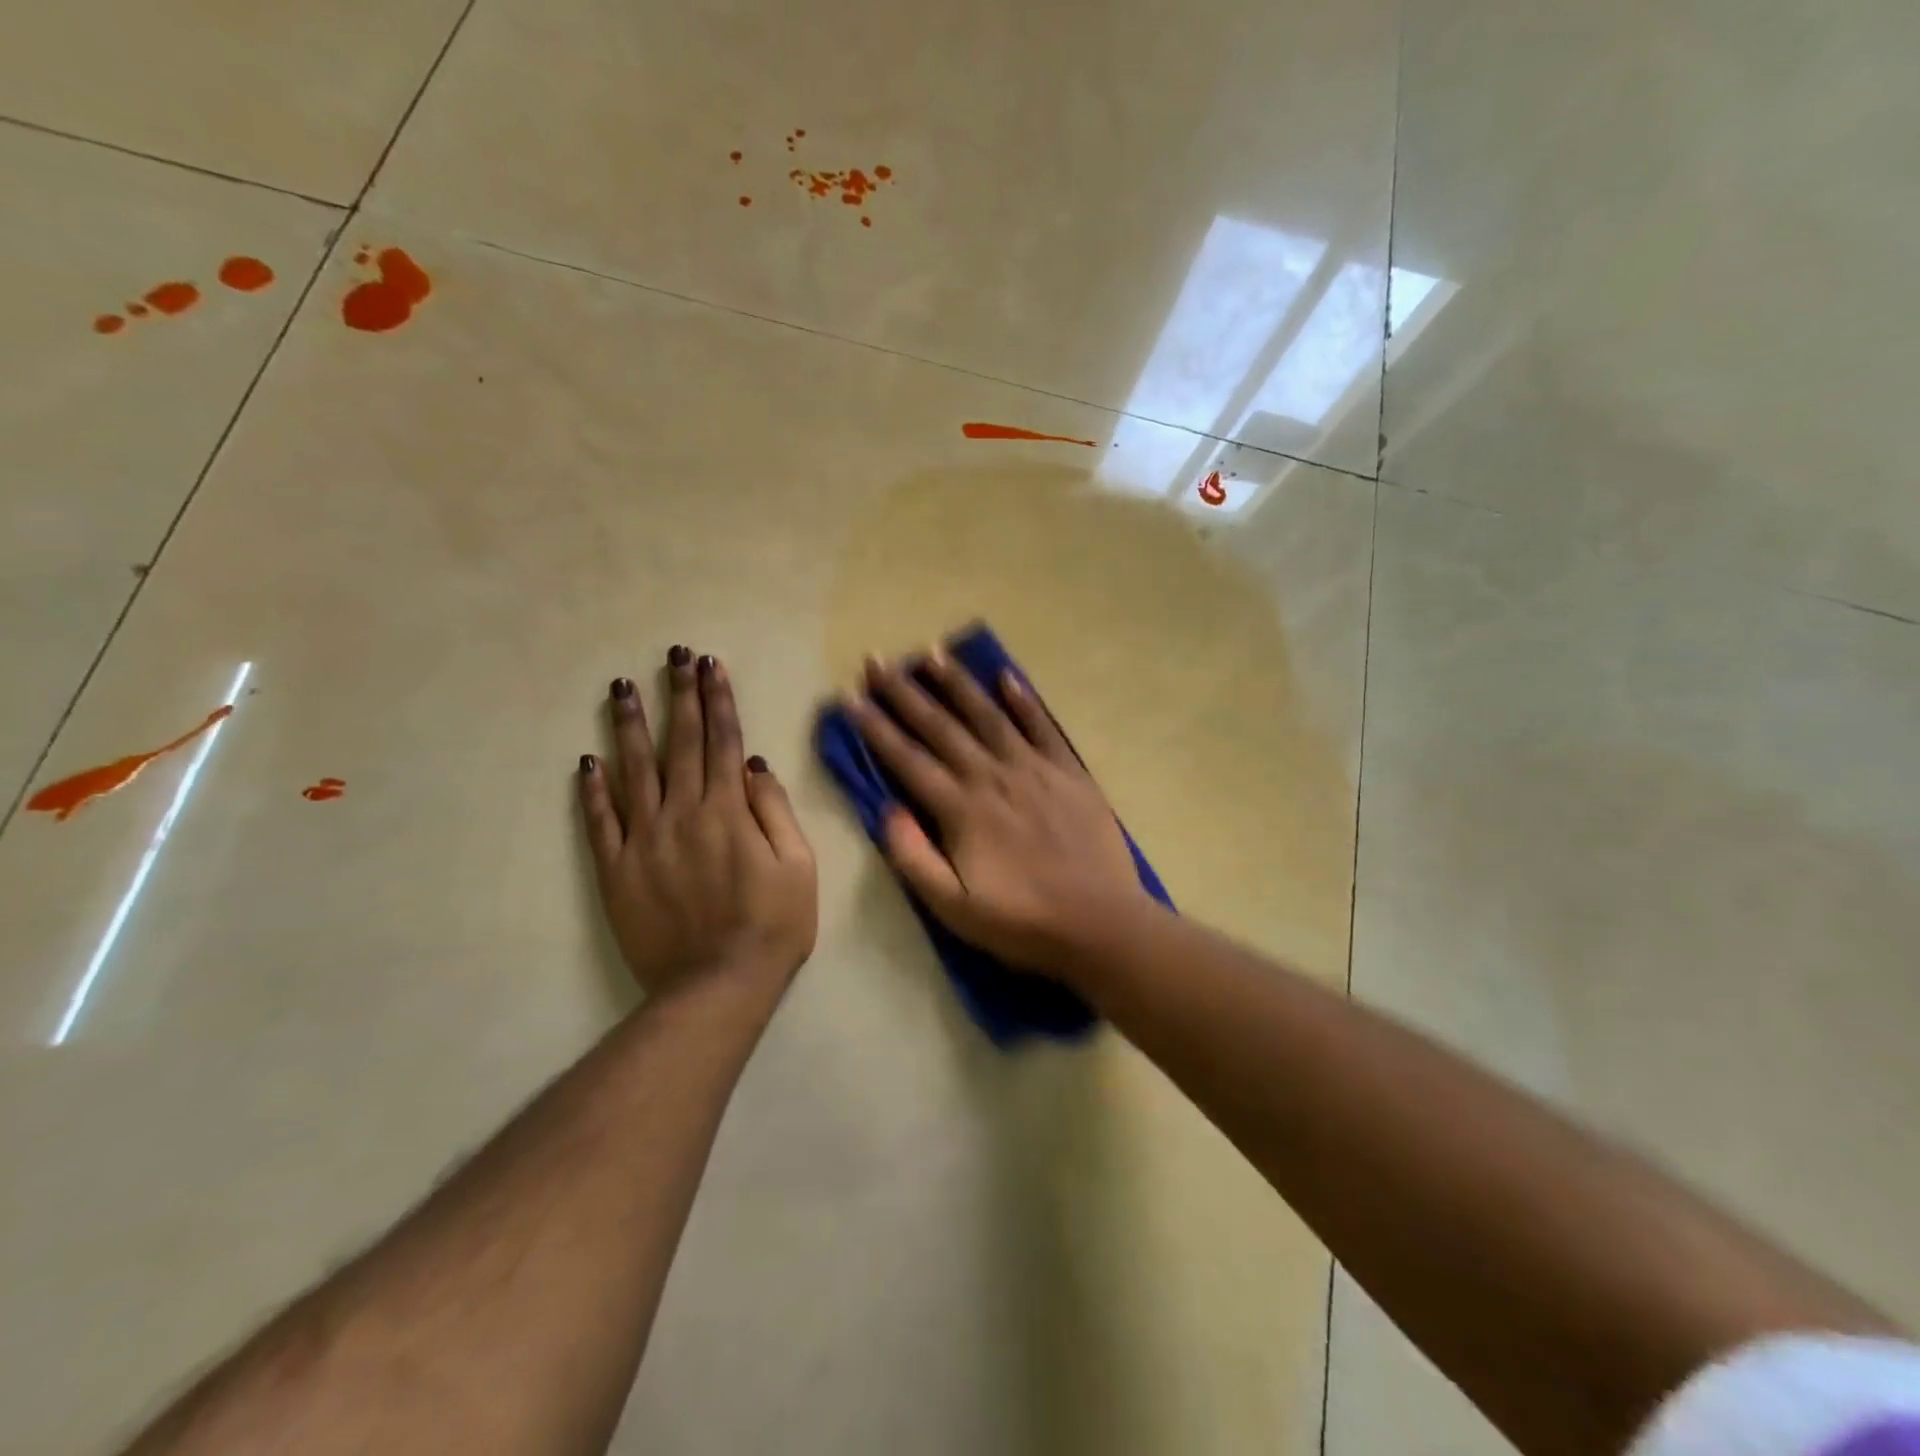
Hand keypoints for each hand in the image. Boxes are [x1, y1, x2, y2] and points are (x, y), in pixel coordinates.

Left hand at [579, 647, 816, 999]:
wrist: (717, 985)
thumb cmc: (773, 925)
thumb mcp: (798, 866)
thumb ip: (774, 811)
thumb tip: (754, 765)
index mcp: (728, 810)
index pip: (722, 740)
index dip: (717, 699)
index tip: (710, 665)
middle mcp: (683, 813)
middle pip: (680, 743)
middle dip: (679, 695)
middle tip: (673, 655)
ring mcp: (644, 840)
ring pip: (634, 770)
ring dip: (630, 727)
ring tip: (622, 688)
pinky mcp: (616, 870)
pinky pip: (601, 822)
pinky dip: (593, 790)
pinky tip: (587, 761)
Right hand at [845, 647, 1149, 970]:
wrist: (1099, 923)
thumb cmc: (1021, 921)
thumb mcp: (953, 907)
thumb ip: (913, 857)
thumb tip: (886, 810)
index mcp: (961, 809)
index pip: (908, 759)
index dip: (876, 727)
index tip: (851, 697)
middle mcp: (992, 776)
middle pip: (940, 726)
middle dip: (904, 692)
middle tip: (877, 660)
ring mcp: (1034, 769)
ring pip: (988, 715)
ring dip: (956, 683)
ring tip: (931, 652)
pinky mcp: (1069, 772)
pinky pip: (1042, 726)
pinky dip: (1023, 700)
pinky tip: (1005, 676)